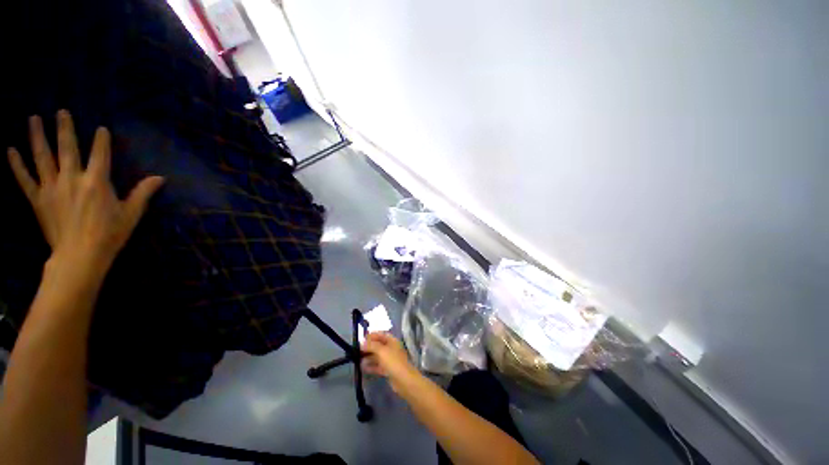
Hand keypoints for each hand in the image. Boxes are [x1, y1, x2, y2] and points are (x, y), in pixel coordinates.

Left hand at [7, 110, 163, 279]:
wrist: (80, 257)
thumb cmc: (110, 235)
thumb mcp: (131, 214)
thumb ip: (143, 193)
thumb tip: (160, 178)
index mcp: (96, 182)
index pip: (100, 154)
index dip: (101, 140)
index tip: (101, 129)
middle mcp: (72, 178)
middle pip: (67, 148)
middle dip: (64, 128)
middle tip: (61, 111)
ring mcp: (52, 187)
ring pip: (42, 157)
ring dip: (37, 136)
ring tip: (33, 118)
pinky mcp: (38, 199)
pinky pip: (24, 179)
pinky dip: (17, 164)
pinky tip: (11, 150)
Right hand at [361, 332, 417, 390]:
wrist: (403, 380)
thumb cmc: (393, 361)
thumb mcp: (381, 351)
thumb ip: (371, 345)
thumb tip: (362, 342)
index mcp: (392, 341)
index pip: (381, 334)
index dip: (372, 335)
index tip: (362, 338)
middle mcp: (391, 348)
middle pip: (378, 345)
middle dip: (369, 346)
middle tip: (357, 349)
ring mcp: (389, 359)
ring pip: (377, 356)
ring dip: (368, 356)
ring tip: (358, 358)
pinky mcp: (388, 369)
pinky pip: (378, 365)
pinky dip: (371, 366)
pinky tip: (363, 368)